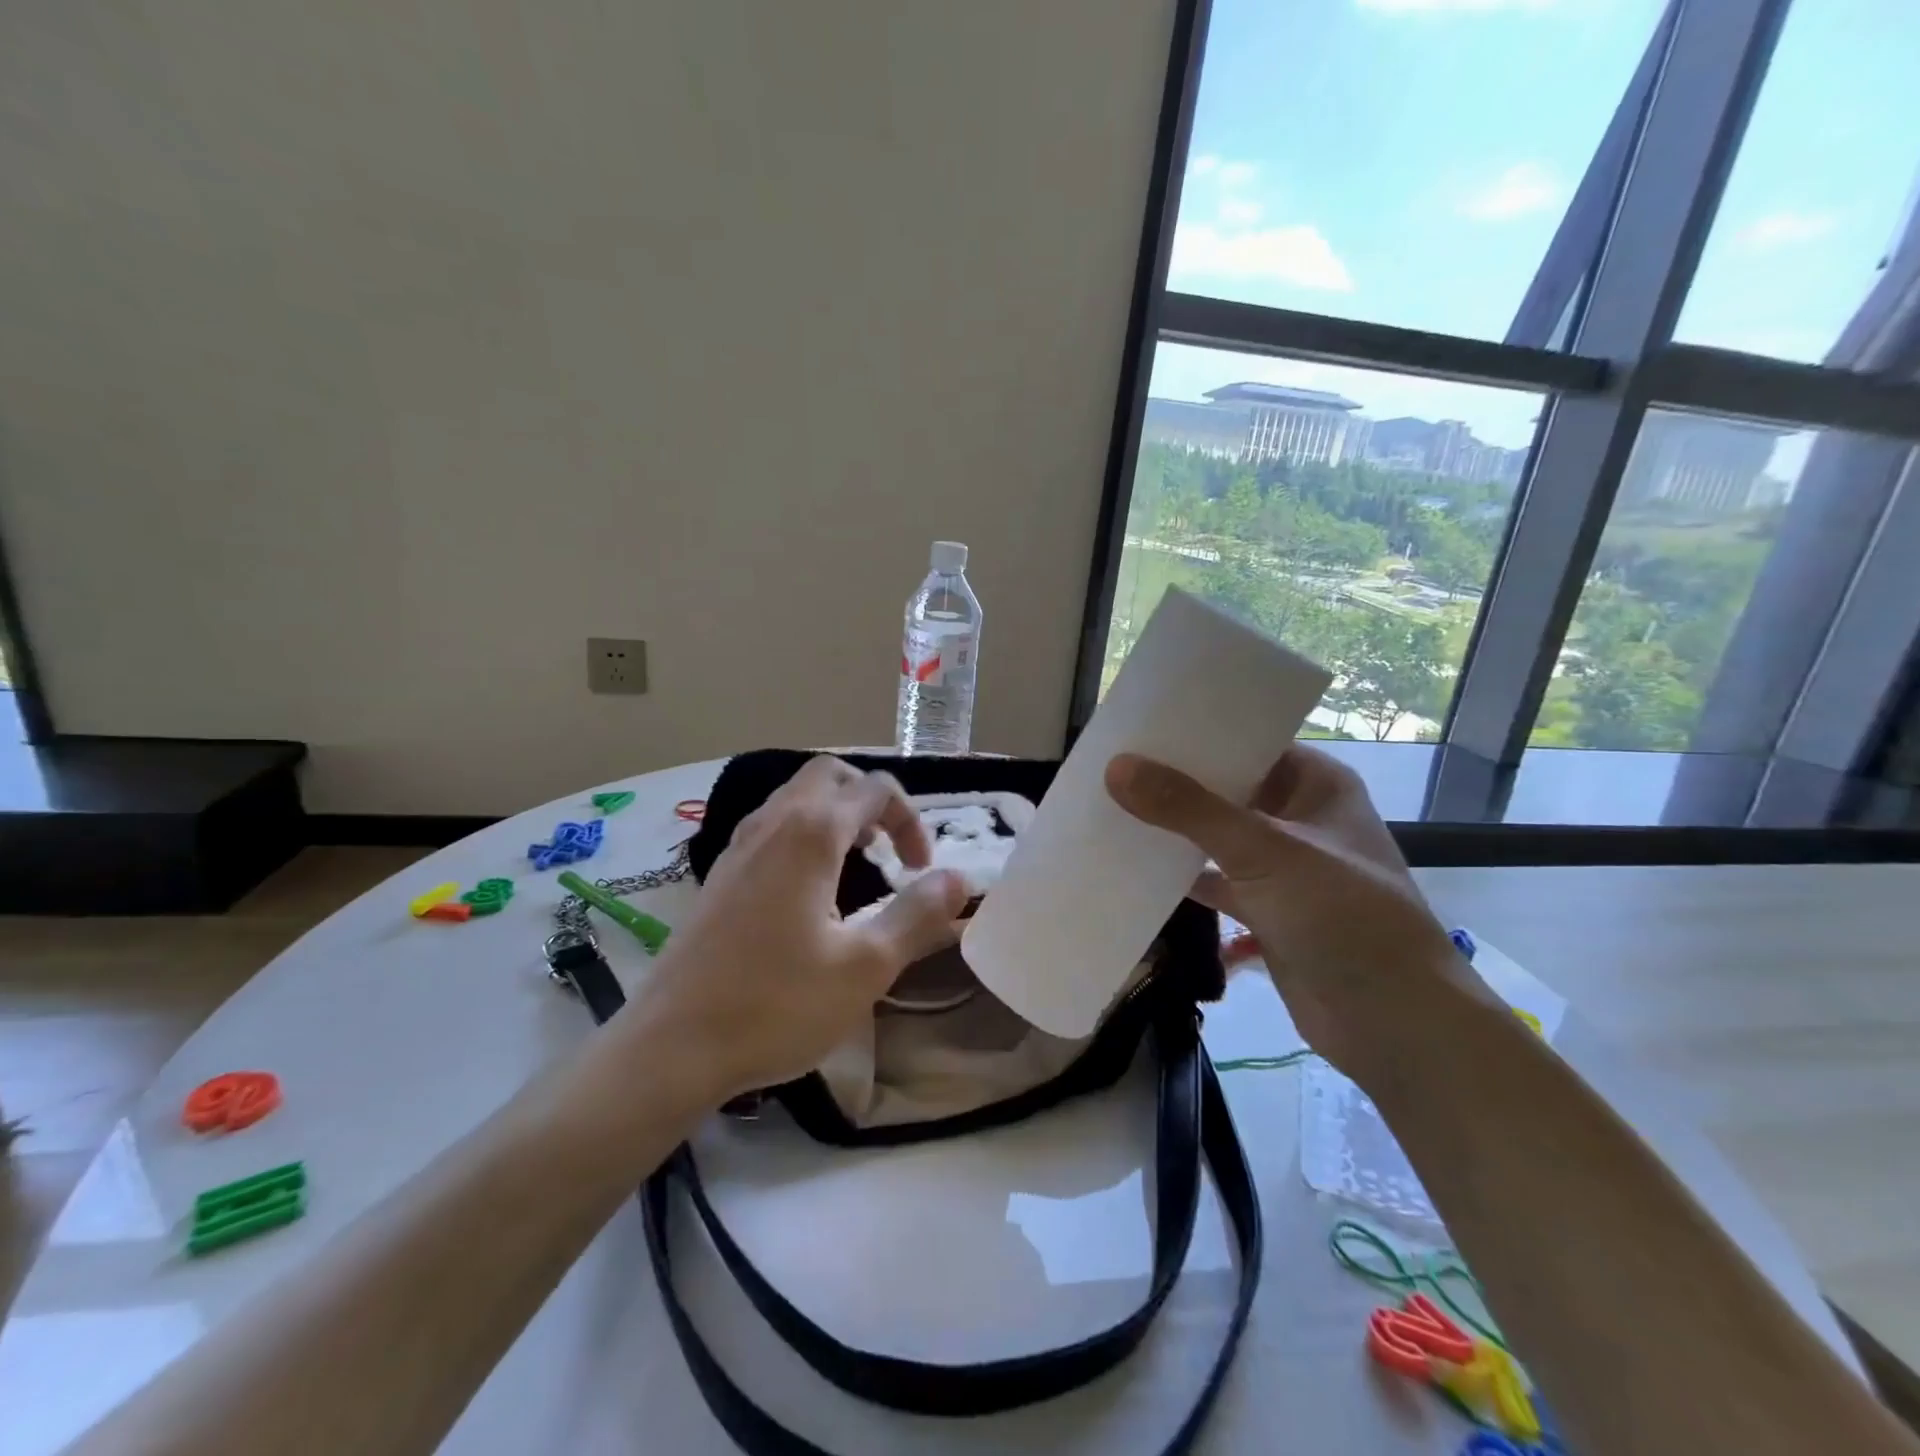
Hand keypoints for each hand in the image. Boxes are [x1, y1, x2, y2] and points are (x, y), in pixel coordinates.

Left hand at [632, 756, 967, 1101]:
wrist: (670, 1046)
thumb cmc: (775, 1005)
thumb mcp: (865, 967)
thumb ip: (917, 915)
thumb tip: (958, 879)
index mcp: (810, 833)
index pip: (875, 790)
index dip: (911, 821)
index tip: (921, 871)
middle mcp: (772, 824)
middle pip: (829, 776)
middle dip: (870, 800)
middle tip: (889, 848)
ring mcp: (738, 847)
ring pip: (795, 797)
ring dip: (836, 814)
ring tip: (858, 862)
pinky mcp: (720, 875)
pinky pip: (772, 826)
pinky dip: (805, 833)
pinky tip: (811, 888)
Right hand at [1105, 745, 1475, 1076]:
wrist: (1394, 1025)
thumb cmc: (1343, 916)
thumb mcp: (1264, 851)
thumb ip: (1189, 809)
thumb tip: (1117, 767)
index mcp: (1315, 784)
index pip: (1250, 741)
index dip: (1198, 732)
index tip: (1138, 726)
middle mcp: (1299, 816)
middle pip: (1227, 788)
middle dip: (1175, 782)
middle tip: (1110, 765)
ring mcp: (1282, 866)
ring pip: (1216, 837)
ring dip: (1173, 830)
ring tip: (1109, 808)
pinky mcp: (1266, 910)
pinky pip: (1213, 881)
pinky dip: (1180, 877)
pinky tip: (1131, 868)